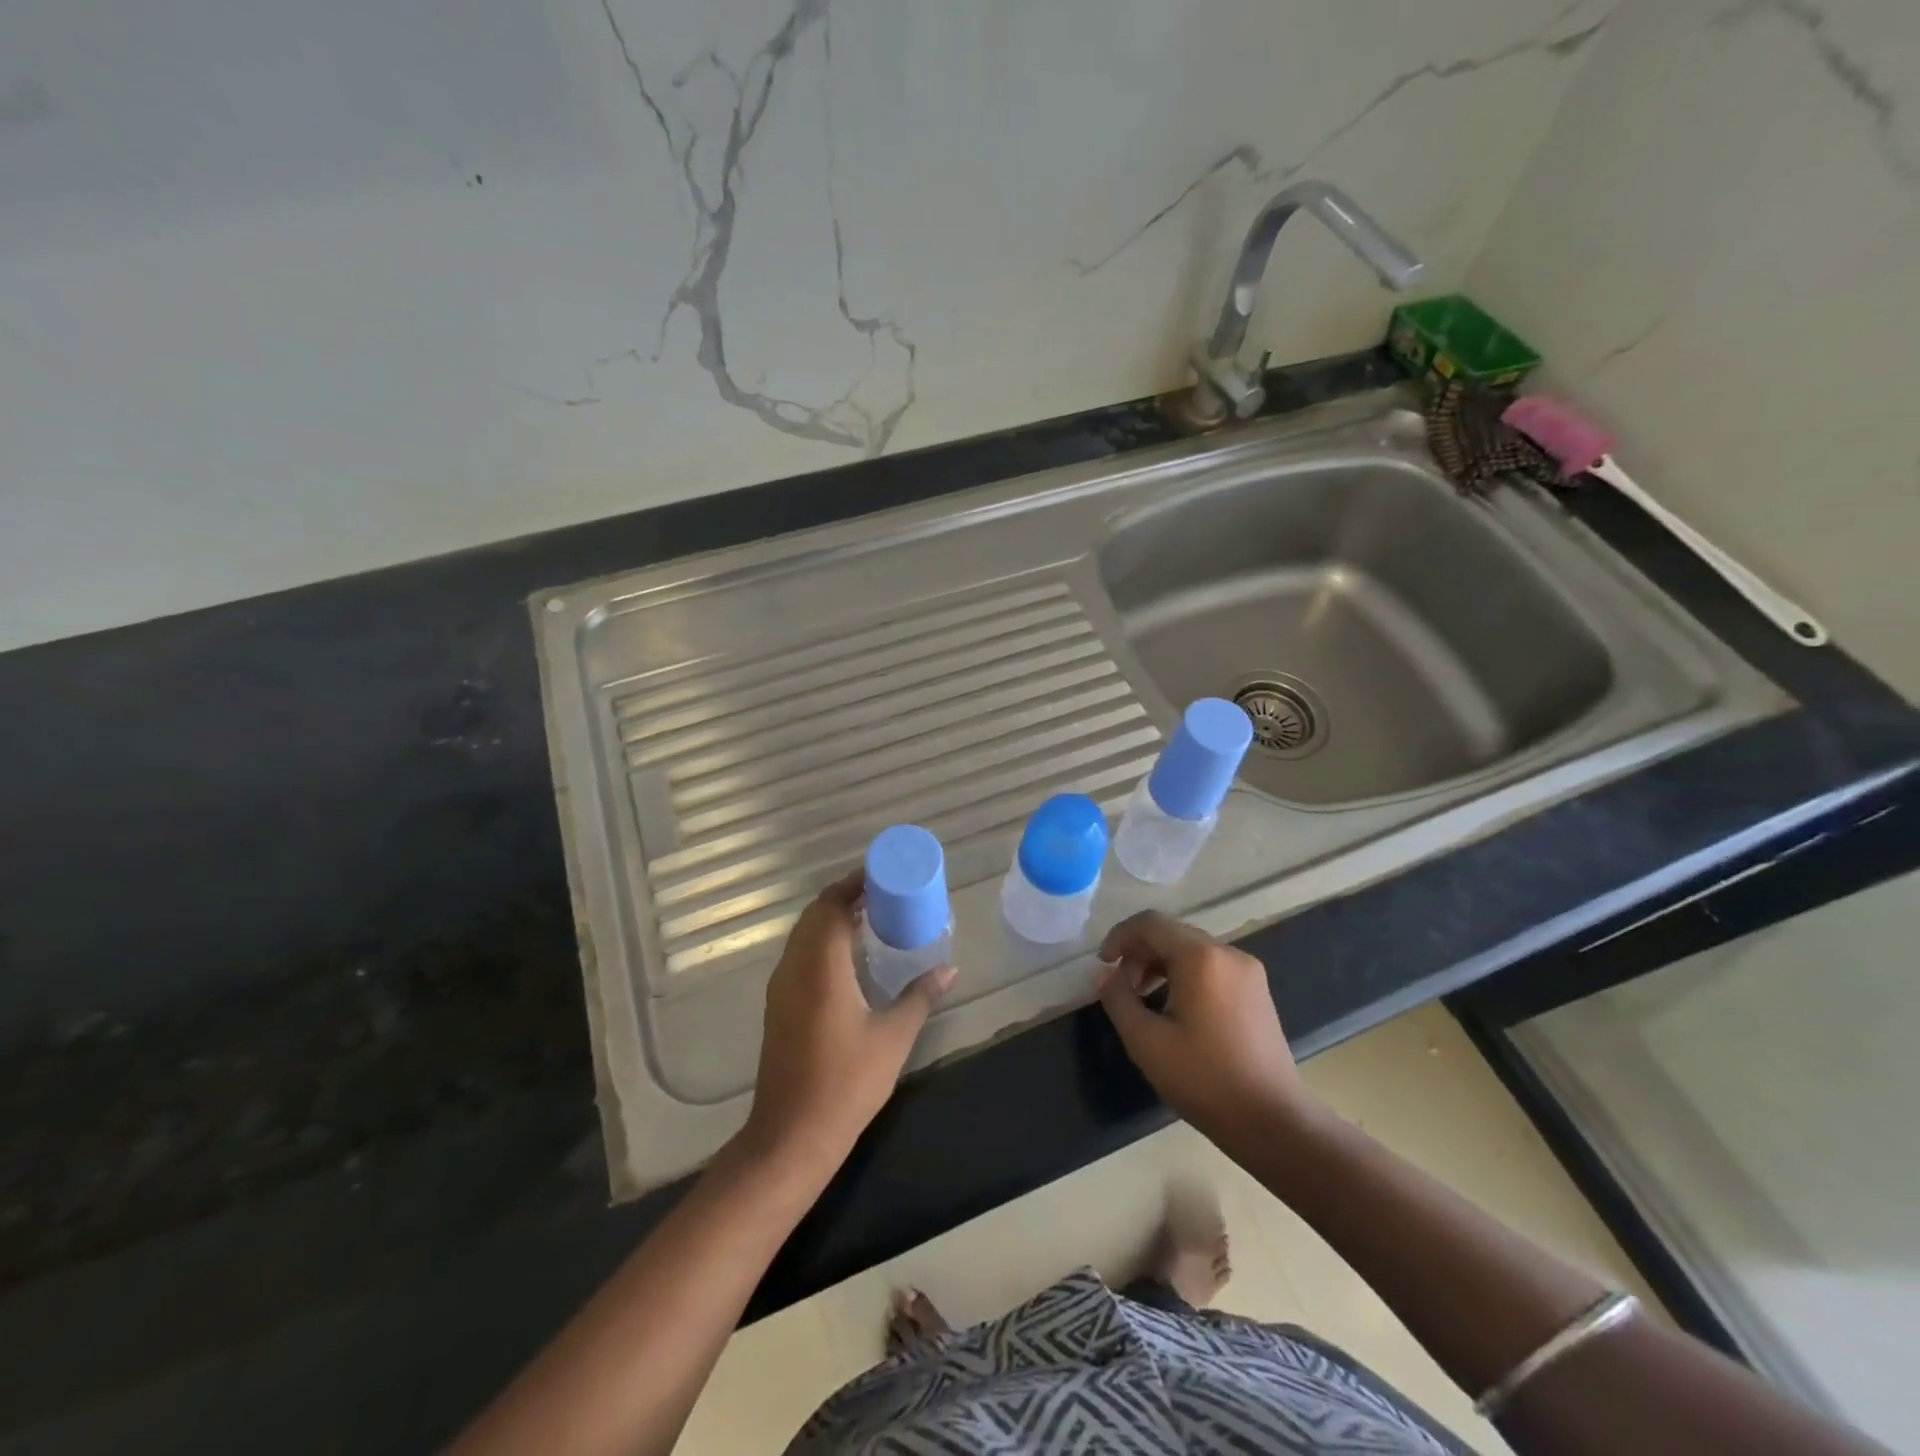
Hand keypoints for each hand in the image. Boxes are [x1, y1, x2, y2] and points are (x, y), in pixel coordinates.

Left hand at [744, 871, 954, 1171]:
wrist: (791, 1136)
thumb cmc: (846, 1083)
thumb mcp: (893, 1038)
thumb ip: (920, 997)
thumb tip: (949, 970)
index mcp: (820, 966)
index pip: (831, 905)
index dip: (854, 883)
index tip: (883, 874)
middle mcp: (794, 967)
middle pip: (815, 914)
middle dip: (845, 896)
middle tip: (883, 893)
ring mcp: (781, 986)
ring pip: (803, 934)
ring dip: (832, 918)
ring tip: (871, 917)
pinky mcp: (778, 1004)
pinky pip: (799, 954)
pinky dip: (822, 940)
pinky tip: (849, 956)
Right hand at [1096, 911, 1311, 1149]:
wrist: (1273, 1122)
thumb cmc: (1204, 1079)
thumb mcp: (1146, 1041)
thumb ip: (1118, 999)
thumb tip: (1105, 976)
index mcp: (1201, 958)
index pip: (1150, 923)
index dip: (1119, 936)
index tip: (1103, 965)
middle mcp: (1228, 953)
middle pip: (1172, 934)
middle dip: (1139, 954)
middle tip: (1121, 989)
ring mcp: (1247, 971)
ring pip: (1191, 950)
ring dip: (1160, 965)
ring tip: (1143, 1000)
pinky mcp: (1256, 991)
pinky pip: (1211, 967)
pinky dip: (1184, 975)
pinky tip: (1174, 1009)